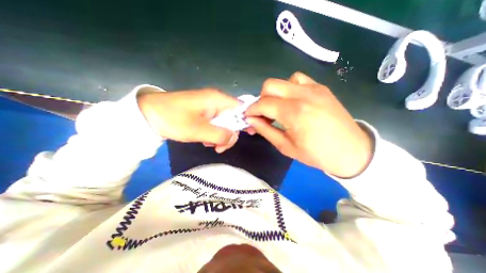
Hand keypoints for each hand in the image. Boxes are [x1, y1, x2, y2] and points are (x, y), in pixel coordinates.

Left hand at [138, 88, 240, 153]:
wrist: (147, 114)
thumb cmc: (173, 119)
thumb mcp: (198, 130)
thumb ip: (220, 135)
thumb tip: (234, 137)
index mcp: (218, 100)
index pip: (241, 108)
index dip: (247, 120)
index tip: (250, 134)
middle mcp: (216, 101)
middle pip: (233, 118)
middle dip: (229, 134)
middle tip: (219, 148)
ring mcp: (210, 107)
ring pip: (224, 123)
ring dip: (220, 136)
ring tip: (210, 145)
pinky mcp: (204, 113)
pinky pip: (215, 124)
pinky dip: (213, 134)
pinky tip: (205, 140)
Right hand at [245, 72, 372, 176]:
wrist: (351, 151)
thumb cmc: (317, 154)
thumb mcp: (286, 147)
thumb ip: (265, 130)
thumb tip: (251, 120)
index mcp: (294, 113)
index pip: (263, 104)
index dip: (251, 110)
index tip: (248, 117)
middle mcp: (303, 95)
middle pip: (270, 85)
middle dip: (261, 99)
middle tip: (263, 114)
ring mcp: (314, 89)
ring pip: (283, 81)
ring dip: (275, 93)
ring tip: (278, 108)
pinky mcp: (321, 88)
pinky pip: (298, 80)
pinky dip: (289, 88)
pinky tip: (292, 101)